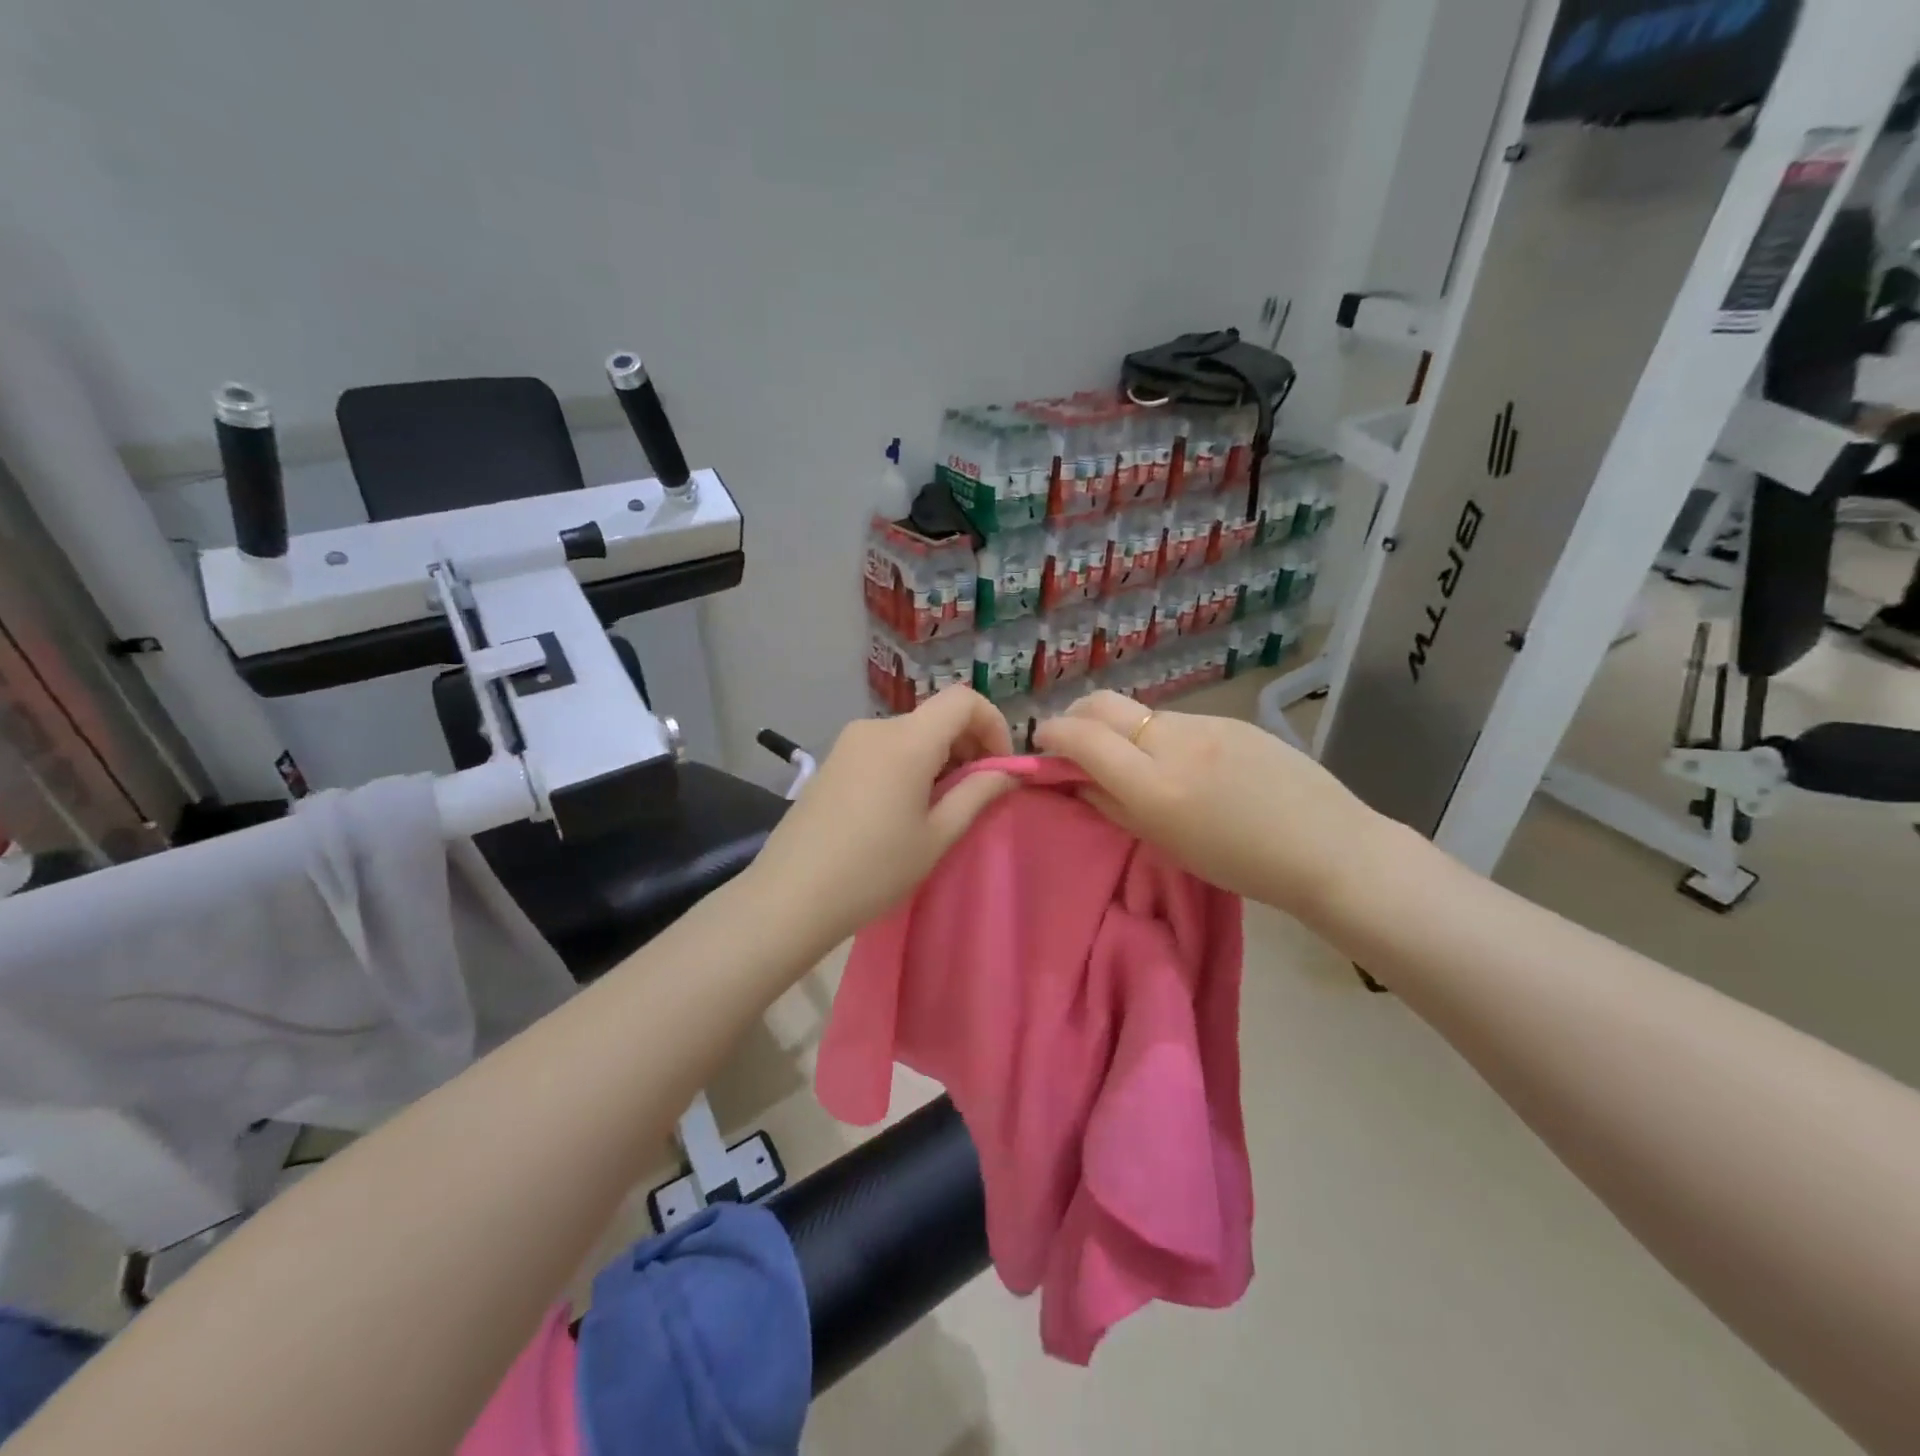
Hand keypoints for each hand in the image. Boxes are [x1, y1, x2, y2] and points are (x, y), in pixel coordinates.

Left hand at [747, 686, 1015, 949]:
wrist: (790, 896)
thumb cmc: (873, 870)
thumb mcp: (936, 836)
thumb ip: (978, 794)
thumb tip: (1009, 772)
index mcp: (907, 740)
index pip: (964, 700)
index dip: (994, 725)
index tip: (999, 769)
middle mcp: (876, 727)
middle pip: (937, 717)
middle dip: (967, 746)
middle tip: (975, 795)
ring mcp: (849, 742)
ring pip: (911, 733)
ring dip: (938, 758)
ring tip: (939, 808)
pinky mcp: (833, 760)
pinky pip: (884, 747)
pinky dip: (909, 764)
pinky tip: (902, 808)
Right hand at [1032, 690, 1384, 917]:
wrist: (1327, 847)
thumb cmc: (1241, 864)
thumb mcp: (1167, 843)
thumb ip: (1113, 806)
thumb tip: (1075, 780)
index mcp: (1153, 784)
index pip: (1082, 737)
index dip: (1052, 734)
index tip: (1043, 744)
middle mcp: (1173, 742)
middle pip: (1103, 704)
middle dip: (1076, 715)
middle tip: (1074, 740)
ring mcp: (1205, 724)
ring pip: (1141, 712)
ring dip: (1121, 728)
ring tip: (1136, 761)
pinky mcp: (1231, 719)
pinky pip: (1177, 720)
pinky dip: (1159, 734)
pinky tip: (1184, 763)